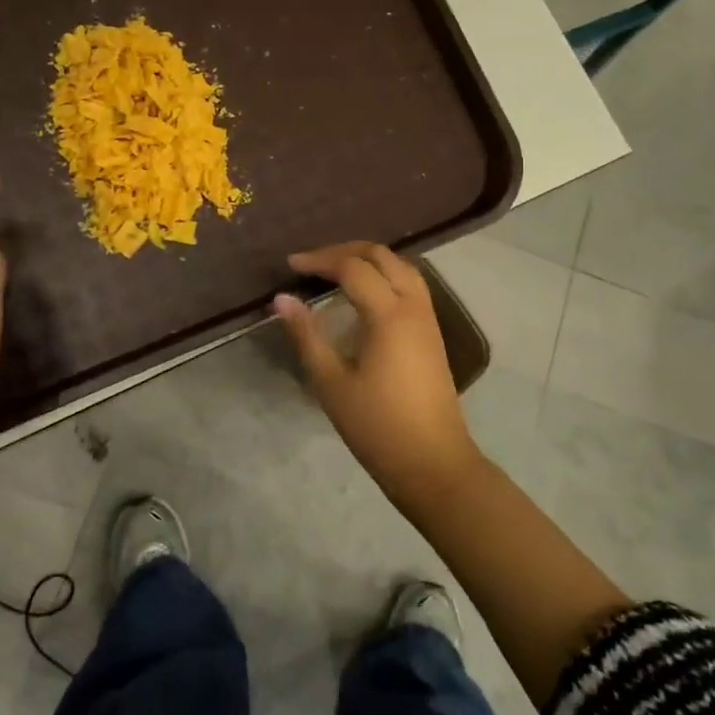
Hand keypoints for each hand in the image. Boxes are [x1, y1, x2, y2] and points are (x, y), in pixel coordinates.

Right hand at [272, 241, 480, 503]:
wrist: (433, 463)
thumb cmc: (377, 426)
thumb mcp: (331, 382)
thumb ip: (306, 335)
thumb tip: (281, 299)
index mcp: (389, 314)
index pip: (352, 267)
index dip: (319, 260)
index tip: (291, 265)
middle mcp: (414, 305)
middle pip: (382, 256)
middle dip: (345, 251)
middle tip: (312, 263)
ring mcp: (428, 318)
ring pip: (401, 267)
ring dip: (368, 260)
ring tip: (335, 271)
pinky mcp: (433, 333)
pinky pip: (410, 285)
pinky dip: (385, 275)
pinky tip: (364, 295)